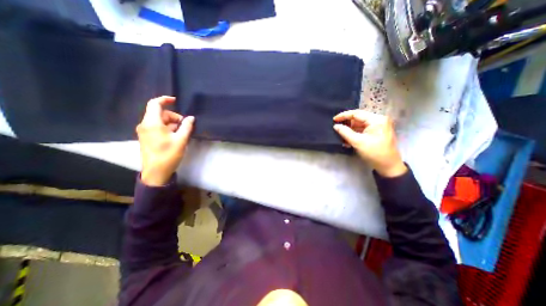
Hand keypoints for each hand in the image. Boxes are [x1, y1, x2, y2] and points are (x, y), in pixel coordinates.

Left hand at [135, 95, 194, 185]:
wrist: (156, 172)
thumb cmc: (168, 155)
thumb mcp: (181, 140)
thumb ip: (186, 127)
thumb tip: (191, 118)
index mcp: (152, 123)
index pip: (155, 104)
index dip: (165, 100)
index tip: (176, 100)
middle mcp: (145, 125)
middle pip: (160, 113)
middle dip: (174, 116)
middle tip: (185, 125)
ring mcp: (145, 132)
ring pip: (160, 121)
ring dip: (172, 124)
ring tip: (182, 133)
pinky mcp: (147, 138)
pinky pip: (158, 128)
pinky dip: (168, 129)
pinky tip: (176, 137)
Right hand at [333, 109, 404, 176]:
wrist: (388, 166)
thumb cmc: (374, 153)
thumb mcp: (357, 142)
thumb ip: (345, 132)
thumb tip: (336, 126)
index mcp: (376, 120)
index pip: (357, 113)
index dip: (344, 115)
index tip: (334, 119)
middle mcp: (378, 120)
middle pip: (358, 119)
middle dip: (347, 124)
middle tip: (336, 128)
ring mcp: (378, 126)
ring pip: (359, 125)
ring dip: (350, 130)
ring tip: (340, 136)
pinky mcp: (376, 133)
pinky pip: (362, 130)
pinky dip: (354, 134)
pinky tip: (347, 140)